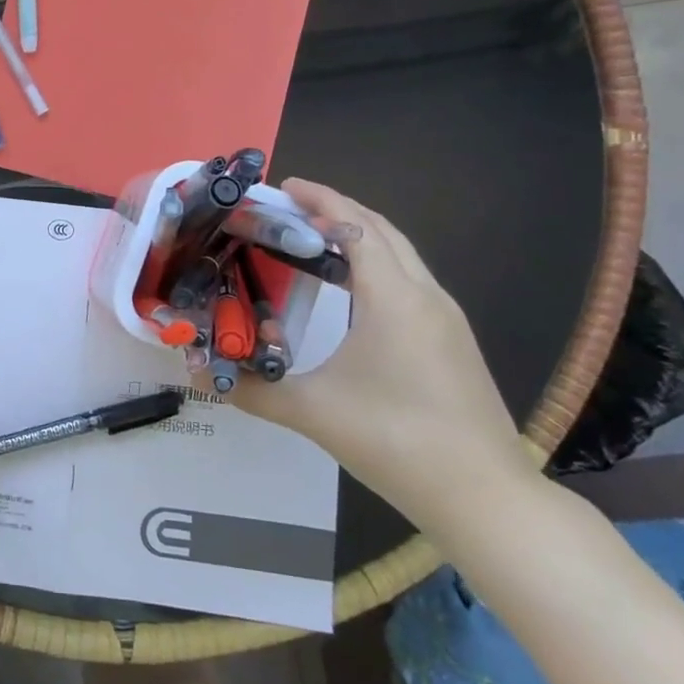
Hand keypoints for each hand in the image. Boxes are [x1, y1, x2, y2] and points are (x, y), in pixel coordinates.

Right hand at [229, 179, 536, 529]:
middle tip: (291, 207)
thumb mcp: (313, 412)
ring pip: (401, 255)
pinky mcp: (453, 341)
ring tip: (313, 239)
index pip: (355, 227)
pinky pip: (410, 280)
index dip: (320, 200)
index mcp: (393, 298)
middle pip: (382, 231)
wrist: (485, 497)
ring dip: (359, 236)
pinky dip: (377, 264)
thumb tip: (199, 377)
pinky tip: (351, 290)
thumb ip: (252, 391)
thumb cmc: (396, 440)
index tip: (284, 186)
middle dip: (337, 210)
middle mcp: (425, 296)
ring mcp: (446, 319)